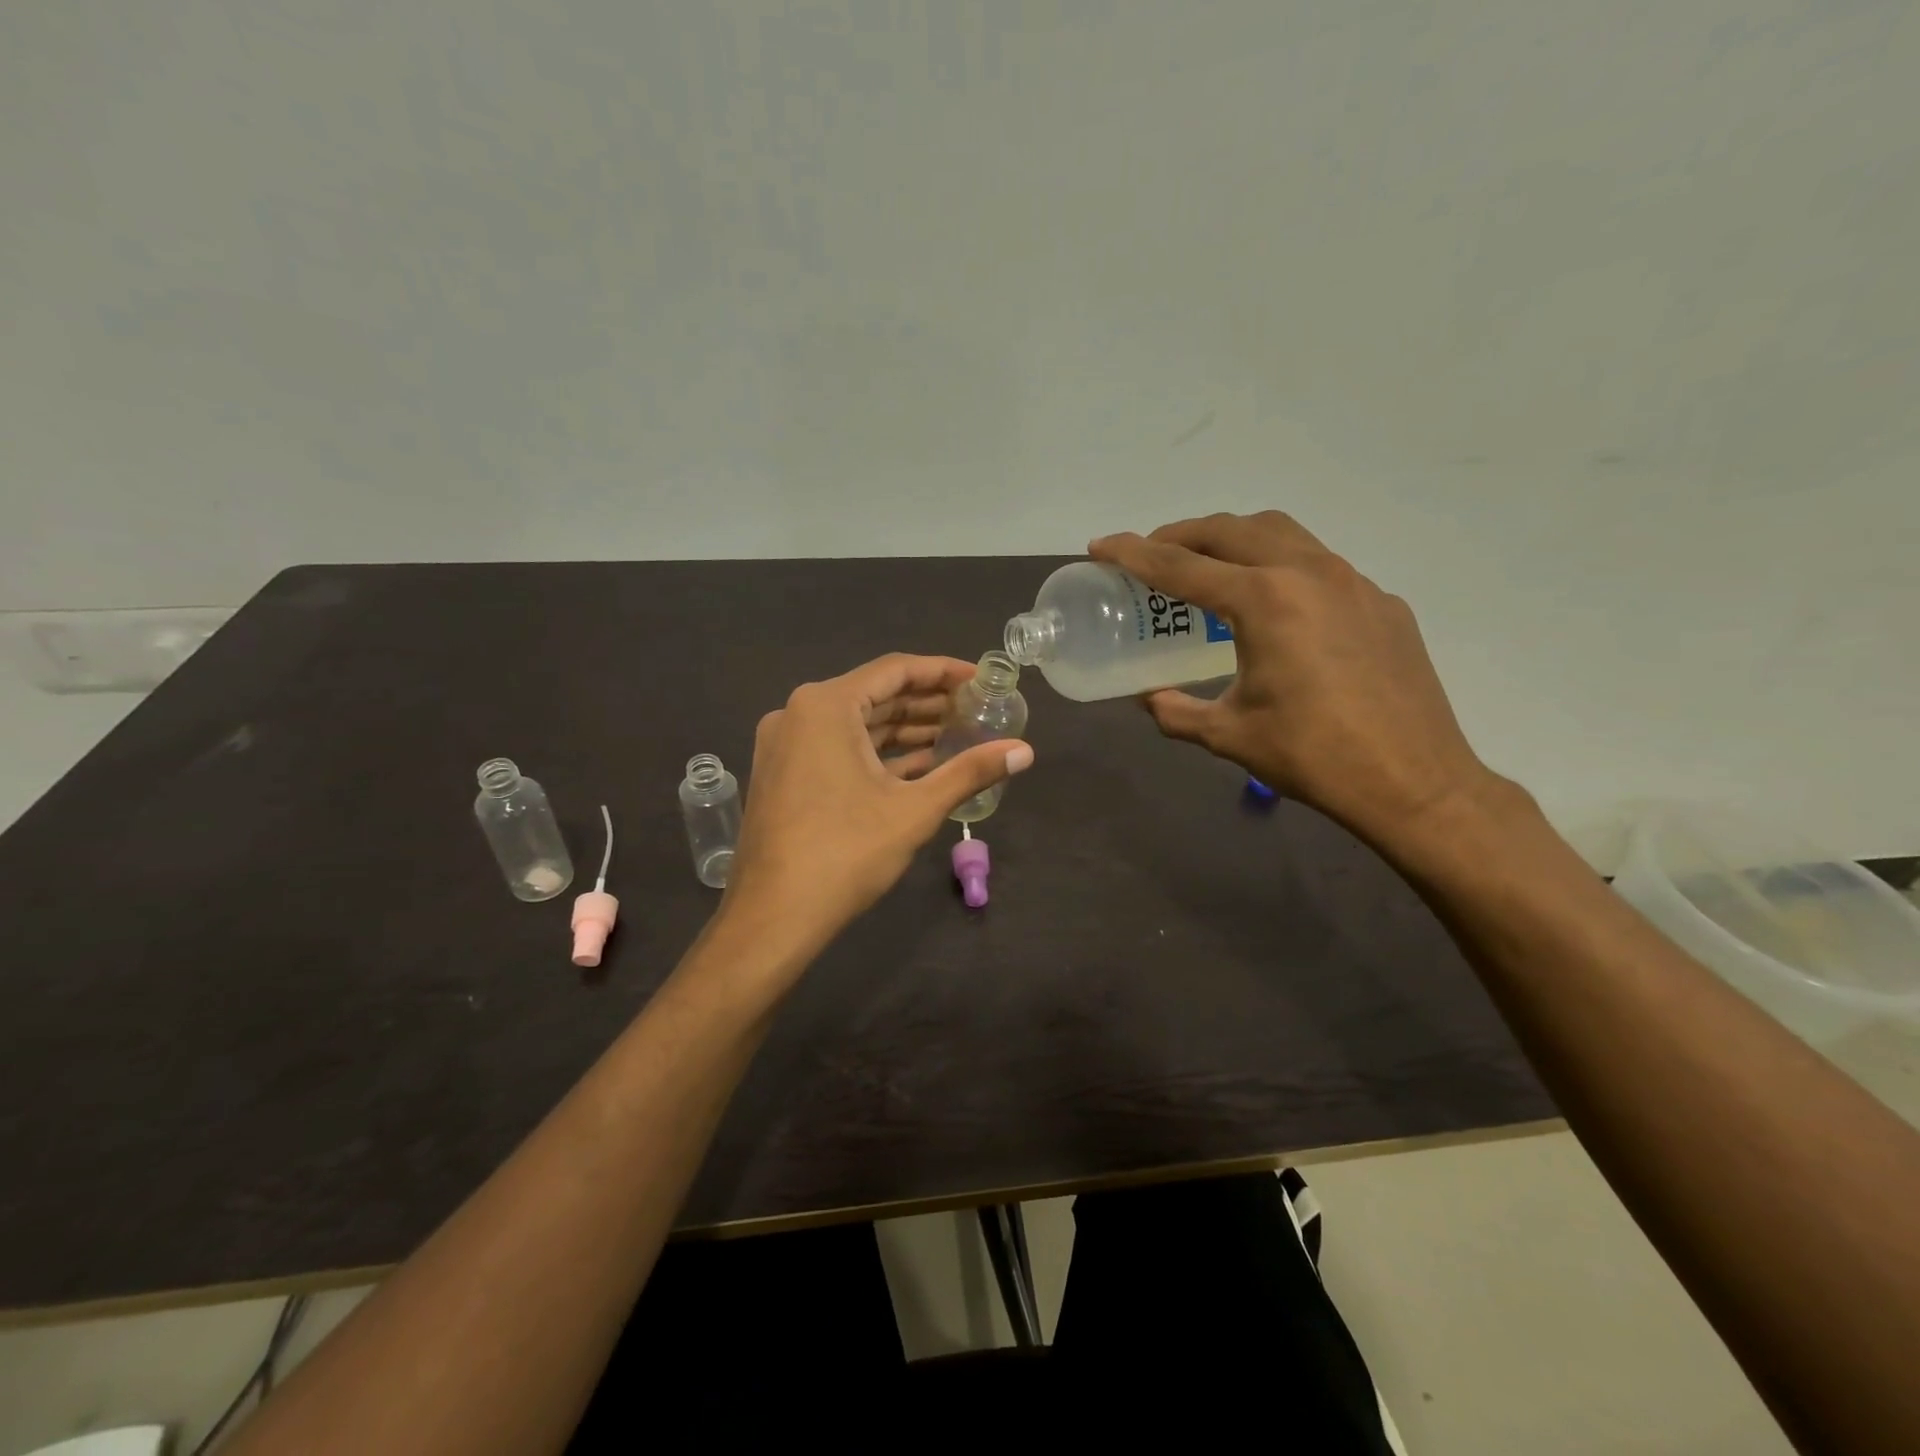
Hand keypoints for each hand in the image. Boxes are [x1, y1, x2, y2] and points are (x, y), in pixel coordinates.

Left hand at [721, 653, 1034, 960]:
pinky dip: (877, 754)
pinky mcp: (784, 774)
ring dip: (904, 730)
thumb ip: (970, 772)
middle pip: (875, 695)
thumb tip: (1025, 751)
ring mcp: (786, 745)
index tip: (980, 679)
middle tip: (974, 711)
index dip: (942, 671)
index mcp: (826, 706)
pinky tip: (919, 766)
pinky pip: (837, 749)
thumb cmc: (845, 853)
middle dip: (926, 704)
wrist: (772, 917)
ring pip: (856, 725)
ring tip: (955, 736)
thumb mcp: (915, 809)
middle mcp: (798, 714)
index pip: (895, 670)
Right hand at [1091, 512, 1502, 851]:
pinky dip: (1279, 568)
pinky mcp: (1381, 601)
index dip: (1133, 554)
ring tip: (1209, 568)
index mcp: (1264, 601)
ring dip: (1233, 540)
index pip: (1182, 566)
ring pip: (1280, 534)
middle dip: (1181, 535)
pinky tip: (1276, 610)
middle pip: (1230, 530)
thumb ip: (1176, 711)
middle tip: (1151, 556)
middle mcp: (1308, 573)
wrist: (1414, 782)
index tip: (1101, 546)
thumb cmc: (1313, 757)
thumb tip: (1150, 699)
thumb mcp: (1229, 735)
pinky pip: (1318, 565)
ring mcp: (1352, 582)